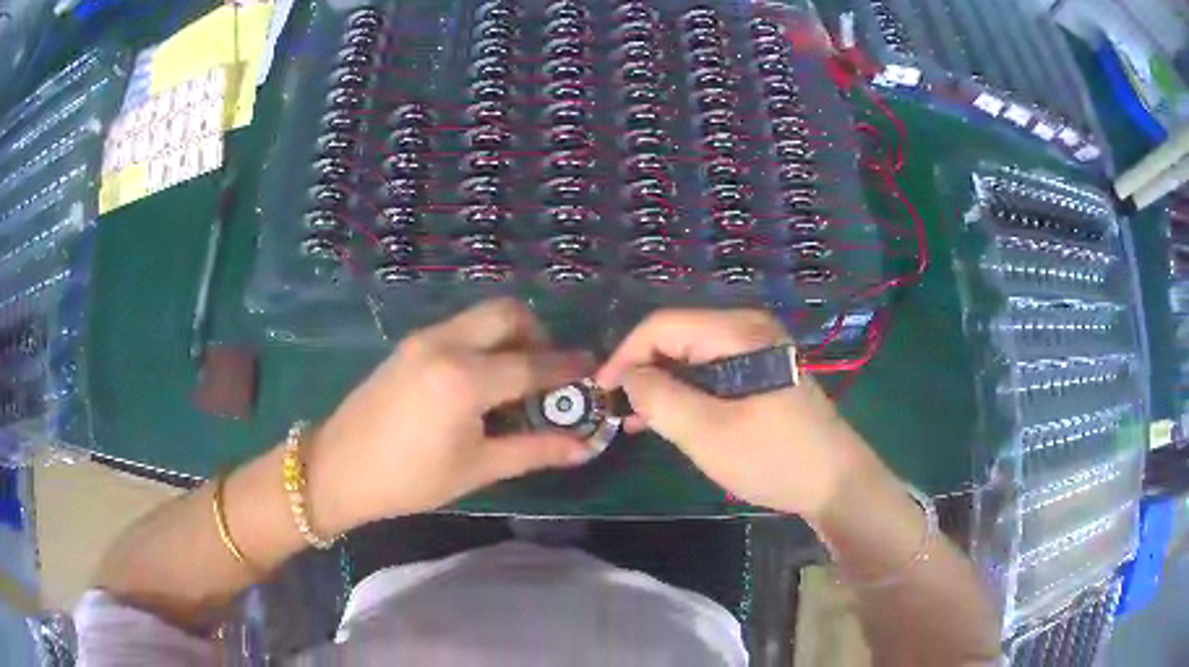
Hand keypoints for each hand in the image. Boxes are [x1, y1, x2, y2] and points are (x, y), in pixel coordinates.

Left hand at [307, 299, 593, 531]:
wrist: (338, 469)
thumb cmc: (410, 479)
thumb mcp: (477, 468)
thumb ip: (535, 450)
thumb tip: (584, 446)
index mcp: (465, 379)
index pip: (533, 364)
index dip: (568, 369)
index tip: (592, 371)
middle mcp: (446, 344)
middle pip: (508, 313)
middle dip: (538, 336)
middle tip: (546, 373)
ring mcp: (424, 339)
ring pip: (482, 316)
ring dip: (510, 336)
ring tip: (514, 379)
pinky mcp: (410, 345)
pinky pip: (460, 328)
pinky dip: (483, 342)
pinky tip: (480, 381)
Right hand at [596, 309, 882, 519]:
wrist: (835, 482)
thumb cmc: (773, 457)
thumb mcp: (707, 432)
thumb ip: (660, 398)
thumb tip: (628, 377)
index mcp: (737, 332)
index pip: (662, 326)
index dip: (625, 355)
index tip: (602, 393)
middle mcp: (748, 329)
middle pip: (677, 337)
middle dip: (643, 371)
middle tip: (619, 411)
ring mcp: (759, 350)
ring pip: (692, 356)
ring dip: (662, 385)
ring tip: (636, 421)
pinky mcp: (763, 372)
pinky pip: (712, 372)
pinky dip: (686, 392)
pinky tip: (669, 418)